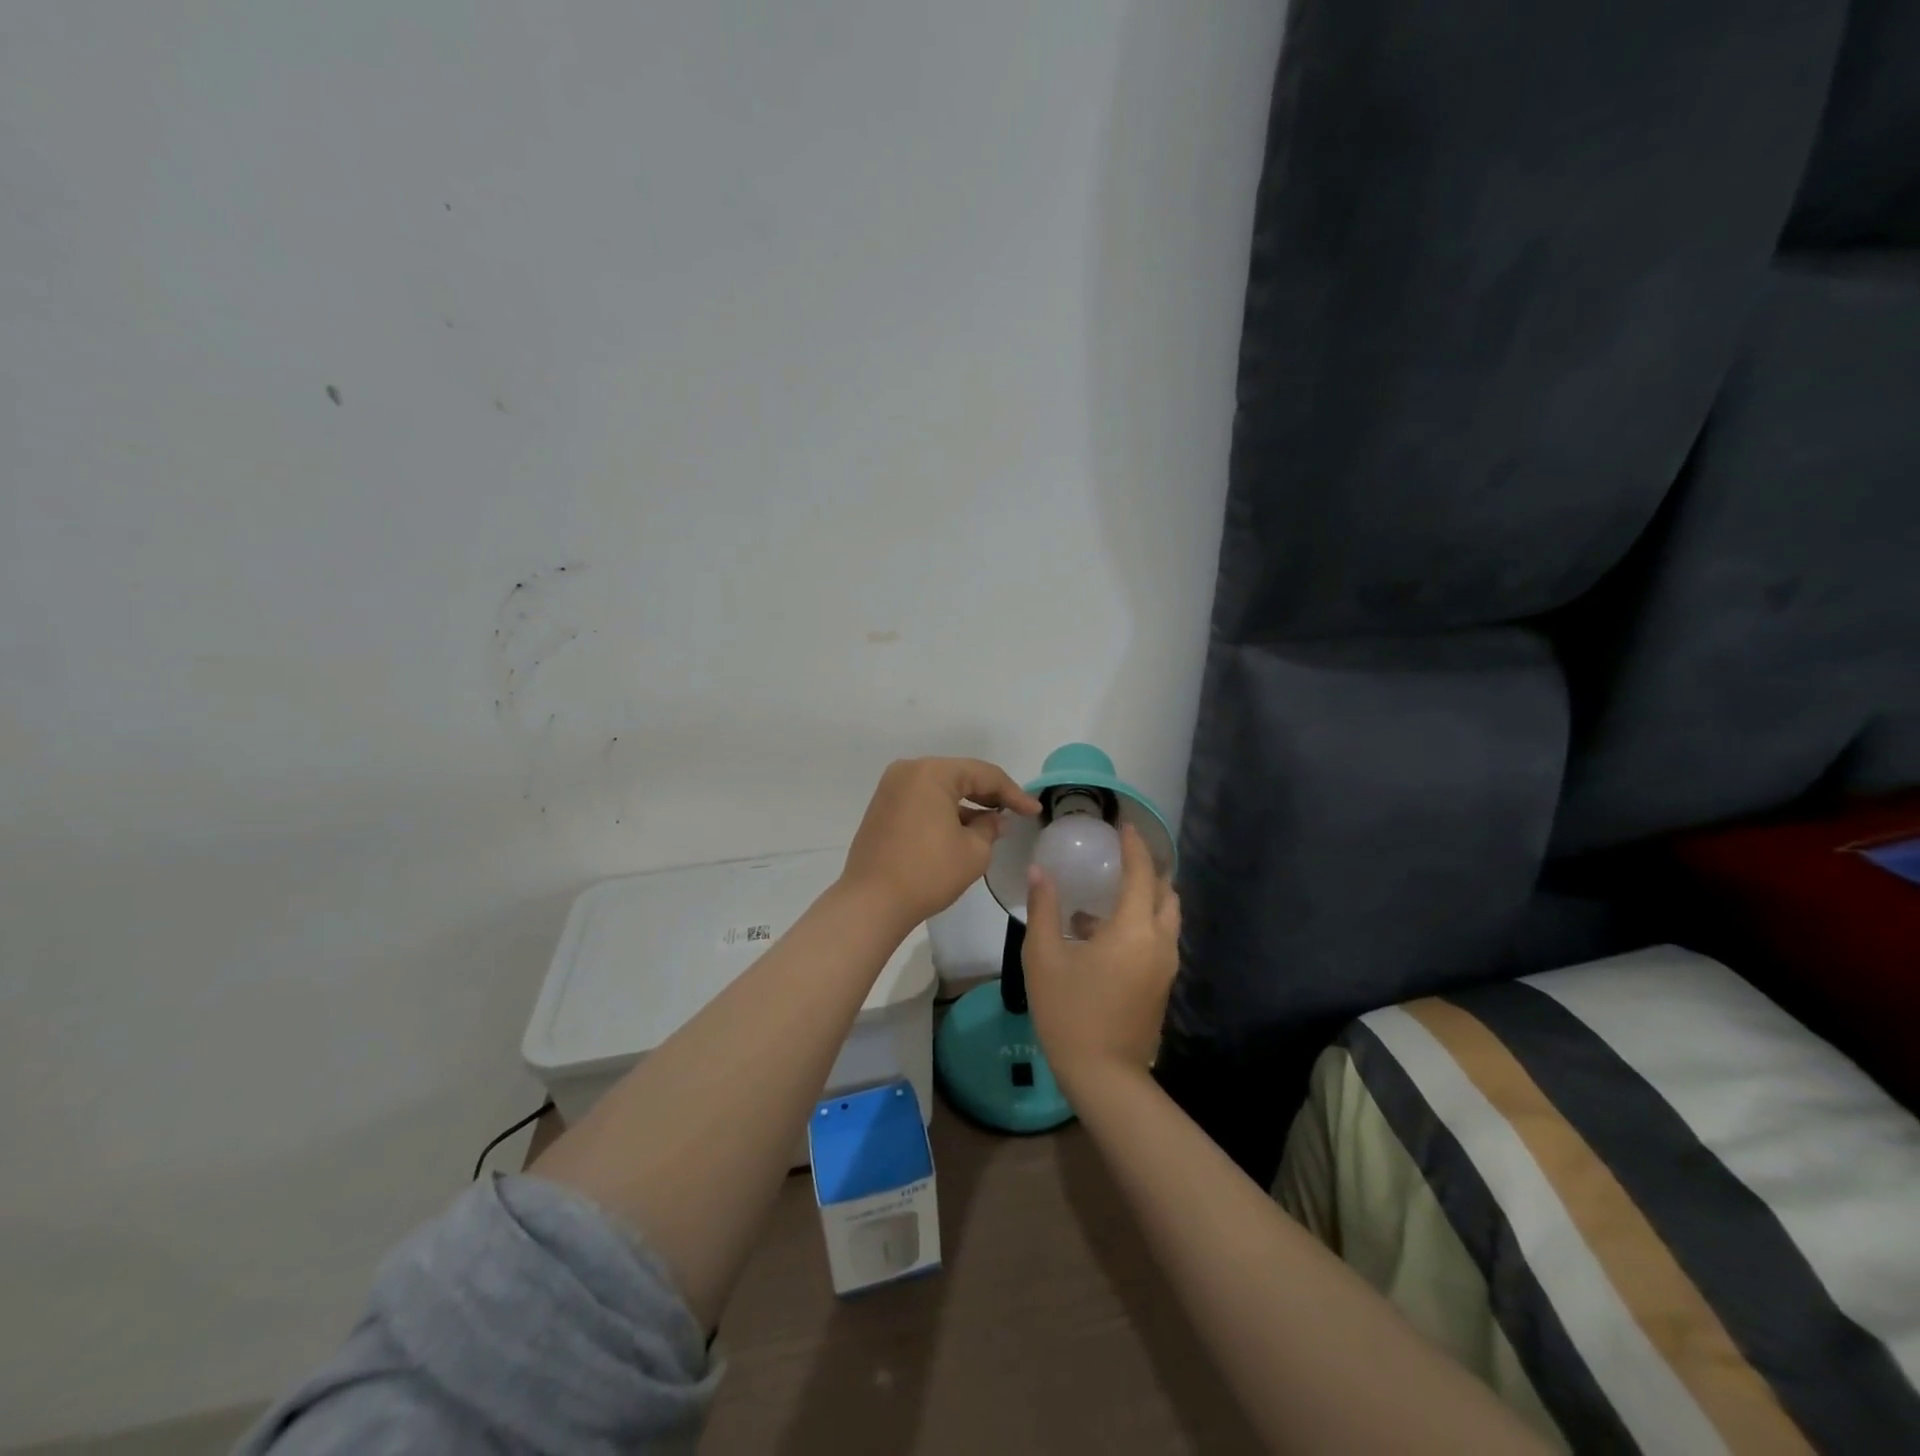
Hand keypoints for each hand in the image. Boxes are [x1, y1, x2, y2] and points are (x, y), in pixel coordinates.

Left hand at [840, 758, 1040, 932]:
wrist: (872, 902)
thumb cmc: (928, 872)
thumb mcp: (973, 851)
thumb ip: (990, 828)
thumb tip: (995, 820)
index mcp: (932, 772)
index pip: (984, 775)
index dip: (1014, 793)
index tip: (1035, 811)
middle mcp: (908, 771)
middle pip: (960, 776)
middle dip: (990, 795)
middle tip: (1017, 813)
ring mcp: (891, 789)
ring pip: (941, 788)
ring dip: (967, 804)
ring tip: (993, 824)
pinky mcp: (882, 808)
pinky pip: (923, 800)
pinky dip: (945, 811)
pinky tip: (963, 829)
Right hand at [1023, 822, 1179, 1088]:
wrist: (1103, 1075)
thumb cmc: (1069, 1011)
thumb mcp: (1044, 957)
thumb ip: (1044, 909)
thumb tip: (1040, 872)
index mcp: (1134, 929)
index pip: (1141, 873)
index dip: (1134, 846)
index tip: (1123, 825)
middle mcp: (1159, 942)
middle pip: (1166, 893)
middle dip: (1148, 869)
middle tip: (1122, 856)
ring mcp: (1165, 966)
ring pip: (1166, 917)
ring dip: (1146, 897)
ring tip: (1110, 892)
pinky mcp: (1161, 985)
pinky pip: (1158, 939)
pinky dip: (1142, 922)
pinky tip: (1102, 932)